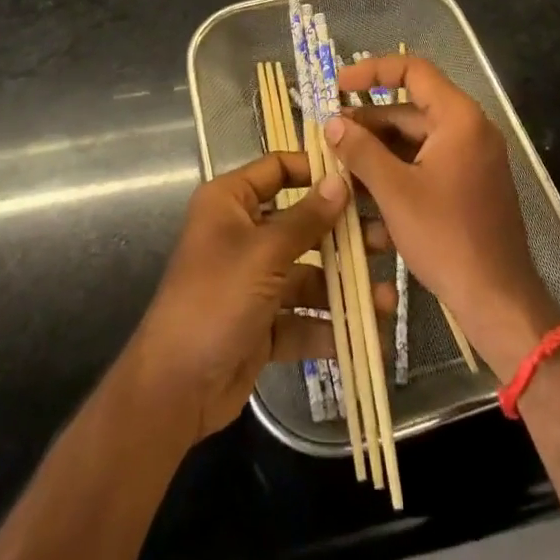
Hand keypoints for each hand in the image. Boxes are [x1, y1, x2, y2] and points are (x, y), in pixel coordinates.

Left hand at [122, 151, 393, 441]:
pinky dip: (328, 326)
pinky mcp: (262, 323)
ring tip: (386, 300)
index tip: (359, 178)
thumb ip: (307, 219)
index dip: (316, 170)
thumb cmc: (215, 300)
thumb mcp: (264, 254)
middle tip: (385, 241)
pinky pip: (301, 316)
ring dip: (343, 286)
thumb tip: (341, 181)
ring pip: (307, 273)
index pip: (278, 169)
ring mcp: (253, 281)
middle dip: (342, 236)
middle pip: (301, 223)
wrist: (173, 390)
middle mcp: (242, 234)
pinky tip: (366, 337)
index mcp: (230, 202)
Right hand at [327, 57, 559, 380]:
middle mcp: (470, 129)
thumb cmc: (447, 238)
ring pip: (415, 141)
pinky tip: (365, 197)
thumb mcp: (395, 192)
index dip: (372, 70)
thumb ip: (361, 151)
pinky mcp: (469, 185)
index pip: (413, 70)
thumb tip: (332, 122)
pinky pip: (427, 165)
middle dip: (368, 123)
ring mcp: (472, 159)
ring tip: (338, 168)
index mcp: (459, 117)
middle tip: (329, 138)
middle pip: (410, 109)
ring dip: (378, 153)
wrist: (498, 301)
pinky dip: (397, 174)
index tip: (337, 84)